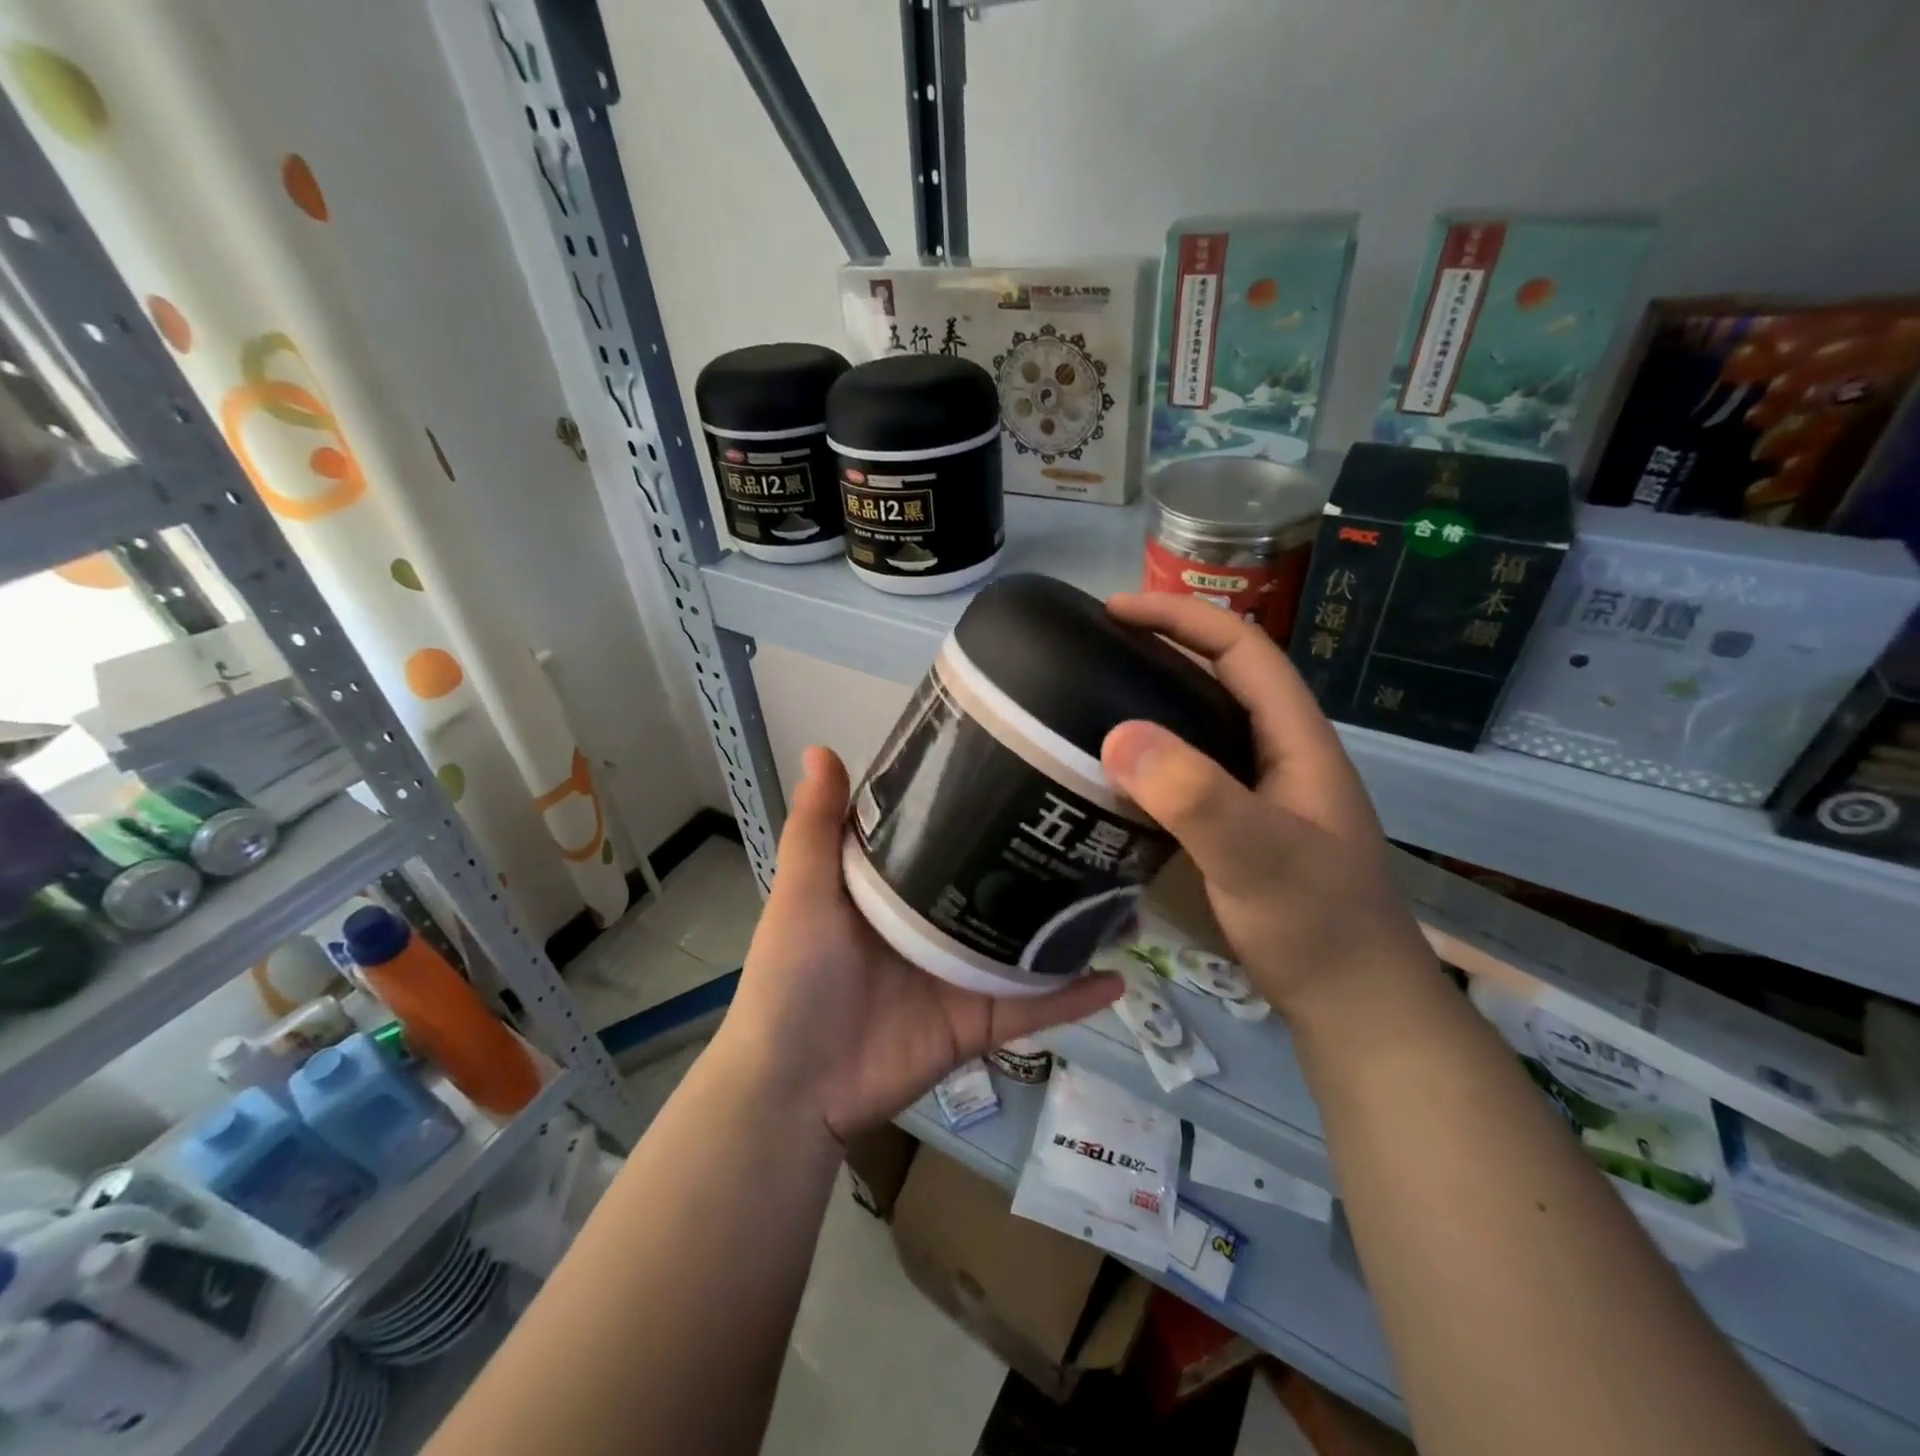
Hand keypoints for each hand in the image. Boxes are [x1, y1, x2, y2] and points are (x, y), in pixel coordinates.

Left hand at [718, 746, 1120, 1143]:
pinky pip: (1036, 1006)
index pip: (949, 832)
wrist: (794, 1087)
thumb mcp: (804, 893)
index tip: (1030, 765)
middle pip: (1002, 884)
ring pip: (1031, 942)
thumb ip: (816, 827)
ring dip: (1075, 924)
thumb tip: (821, 747)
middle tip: (1097, 825)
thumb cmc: (794, 977)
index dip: (982, 801)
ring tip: (1128, 892)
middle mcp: (939, 922)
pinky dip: (1075, 996)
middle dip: (1045, 860)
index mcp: (900, 886)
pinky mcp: (981, 1021)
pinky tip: (1121, 975)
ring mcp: (964, 973)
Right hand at [1099, 593, 1437, 1019]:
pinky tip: (1110, 775)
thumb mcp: (1260, 859)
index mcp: (1296, 740)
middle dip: (1161, 650)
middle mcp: (1278, 754)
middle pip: (1219, 678)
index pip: (1242, 649)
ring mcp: (1258, 792)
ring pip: (1200, 726)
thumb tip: (1118, 735)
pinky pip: (1186, 772)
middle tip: (1091, 652)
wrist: (1353, 1006)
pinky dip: (1148, 758)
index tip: (1114, 611)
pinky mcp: (1237, 827)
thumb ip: (1197, 798)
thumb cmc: (1318, 928)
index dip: (1181, 618)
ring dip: (1151, 703)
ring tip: (1089, 702)